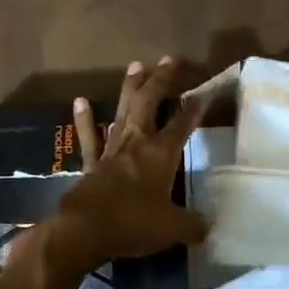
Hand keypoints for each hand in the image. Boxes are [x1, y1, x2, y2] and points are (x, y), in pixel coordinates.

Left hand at [44, 57, 207, 278]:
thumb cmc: (134, 223)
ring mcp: (111, 150)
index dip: (194, 108)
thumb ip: (192, 225)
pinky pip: (88, 136)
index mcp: (161, 153)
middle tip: (168, 59)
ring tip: (136, 65)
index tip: (204, 93)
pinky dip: (85, 119)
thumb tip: (208, 228)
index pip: (182, 123)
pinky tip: (80, 100)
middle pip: (150, 103)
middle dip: (161, 80)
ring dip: (130, 88)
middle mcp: (137, 142)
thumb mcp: (173, 228)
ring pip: (122, 110)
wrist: (85, 229)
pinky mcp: (90, 163)